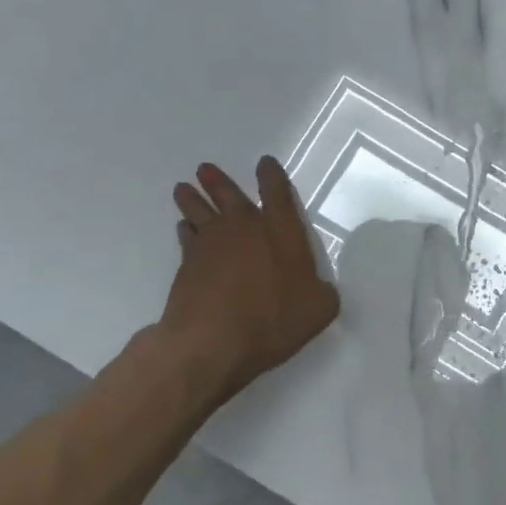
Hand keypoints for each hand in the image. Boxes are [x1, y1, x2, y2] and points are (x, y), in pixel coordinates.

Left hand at [161, 157, 339, 398]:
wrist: (213, 341)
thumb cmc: (273, 320)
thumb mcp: (318, 309)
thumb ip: (322, 293)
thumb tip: (319, 289)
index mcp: (281, 231)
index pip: (277, 193)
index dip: (271, 175)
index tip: (265, 163)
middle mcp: (244, 229)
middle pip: (229, 195)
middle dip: (218, 181)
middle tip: (204, 169)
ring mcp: (212, 244)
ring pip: (199, 211)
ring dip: (192, 198)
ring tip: (183, 188)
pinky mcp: (187, 265)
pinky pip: (186, 238)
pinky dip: (185, 230)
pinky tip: (183, 228)